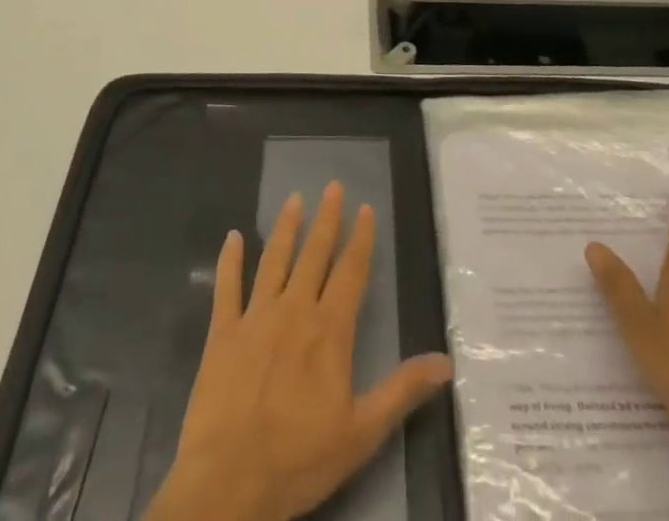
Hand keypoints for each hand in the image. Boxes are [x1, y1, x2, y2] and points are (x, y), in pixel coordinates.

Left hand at [146, 182, 453, 520]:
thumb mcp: (362, 432)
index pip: (351, 271)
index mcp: (329, 330)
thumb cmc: (298, 459)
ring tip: (294, 199)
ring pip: (274, 259)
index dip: (361, 238)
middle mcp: (294, 310)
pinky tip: (231, 237)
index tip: (366, 207)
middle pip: (314, 254)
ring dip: (285, 227)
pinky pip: (226, 287)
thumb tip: (446, 361)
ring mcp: (256, 317)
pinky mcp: (222, 332)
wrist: (228, 482)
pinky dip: (229, 261)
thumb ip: (402, 390)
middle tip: (332, 185)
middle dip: (326, 219)